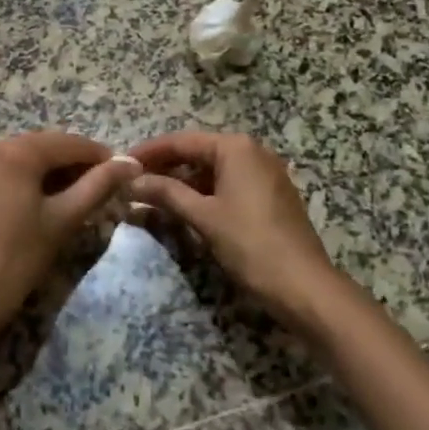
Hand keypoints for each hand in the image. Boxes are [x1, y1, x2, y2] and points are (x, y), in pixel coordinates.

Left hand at [0, 130, 130, 349]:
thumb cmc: (14, 260)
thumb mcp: (62, 221)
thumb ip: (98, 186)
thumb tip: (131, 163)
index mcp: (17, 151)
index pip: (70, 143)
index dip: (101, 156)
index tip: (127, 175)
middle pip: (49, 146)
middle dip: (79, 164)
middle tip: (109, 189)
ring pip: (32, 159)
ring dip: (59, 173)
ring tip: (86, 198)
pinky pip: (14, 171)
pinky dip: (37, 181)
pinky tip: (54, 203)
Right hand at [126, 131, 340, 327]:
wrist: (306, 288)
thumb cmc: (251, 245)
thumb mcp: (204, 217)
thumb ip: (166, 193)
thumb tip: (132, 181)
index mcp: (236, 147)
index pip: (182, 141)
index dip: (150, 152)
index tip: (122, 162)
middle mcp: (252, 151)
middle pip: (198, 152)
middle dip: (165, 167)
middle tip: (134, 181)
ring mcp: (265, 173)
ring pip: (213, 170)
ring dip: (183, 182)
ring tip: (152, 196)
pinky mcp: (270, 195)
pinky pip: (228, 184)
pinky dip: (204, 193)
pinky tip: (183, 208)